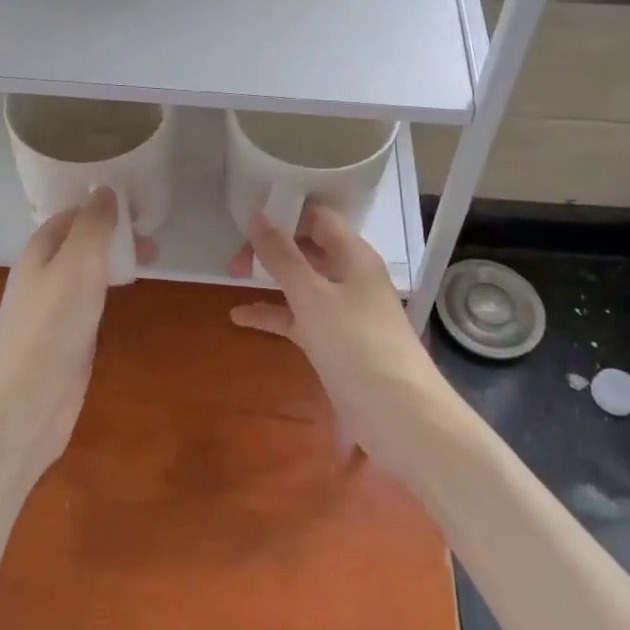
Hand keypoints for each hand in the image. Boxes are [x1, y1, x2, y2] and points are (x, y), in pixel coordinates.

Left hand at [0, 189, 147, 478]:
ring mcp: (54, 305)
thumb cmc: (52, 326)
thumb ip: (92, 226)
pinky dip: (111, 286)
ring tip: (151, 257)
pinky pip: (91, 297)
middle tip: (153, 238)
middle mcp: (44, 272)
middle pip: (82, 240)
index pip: (73, 213)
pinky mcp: (67, 334)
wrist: (28, 403)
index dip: (103, 205)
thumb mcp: (76, 265)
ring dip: (116, 258)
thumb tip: (105, 189)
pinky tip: (128, 292)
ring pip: (88, 268)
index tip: (141, 205)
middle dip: (115, 232)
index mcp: (40, 250)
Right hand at [230, 206, 445, 470]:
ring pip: (301, 282)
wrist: (399, 415)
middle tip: (234, 259)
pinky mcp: (334, 341)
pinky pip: (298, 317)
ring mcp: (342, 310)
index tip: (248, 221)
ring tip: (230, 276)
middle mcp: (349, 276)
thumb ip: (283, 256)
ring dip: (269, 278)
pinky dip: (273, 314)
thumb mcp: (313, 296)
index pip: (318, 217)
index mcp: (353, 255)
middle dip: (271, 247)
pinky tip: (240, 318)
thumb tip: (257, 216)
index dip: (285, 213)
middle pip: (307, 247)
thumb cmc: (357, 344)